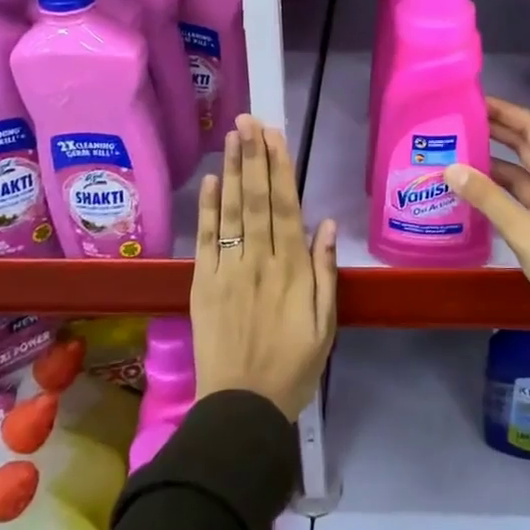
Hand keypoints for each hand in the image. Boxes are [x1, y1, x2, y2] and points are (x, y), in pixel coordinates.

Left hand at [192, 114, 338, 419]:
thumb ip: (326, 272)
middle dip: (252, 157)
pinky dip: (206, 209)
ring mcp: (227, 271)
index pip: (285, 207)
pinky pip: (205, 241)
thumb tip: (327, 224)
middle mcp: (259, 261)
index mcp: (292, 270)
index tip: (274, 135)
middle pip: (256, 200)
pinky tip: (208, 182)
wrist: (242, 409)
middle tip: (248, 120)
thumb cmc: (293, 367)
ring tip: (230, 137)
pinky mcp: (203, 285)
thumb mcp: (325, 324)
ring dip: (230, 171)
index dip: (279, 168)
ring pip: (230, 212)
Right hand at [445, 97, 529, 357]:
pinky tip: (469, 188)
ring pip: (520, 172)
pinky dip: (496, 190)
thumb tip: (451, 168)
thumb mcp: (528, 233)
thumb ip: (489, 199)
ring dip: (492, 161)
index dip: (506, 111)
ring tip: (454, 149)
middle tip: (455, 120)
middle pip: (526, 146)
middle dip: (495, 130)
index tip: (472, 98)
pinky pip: (518, 197)